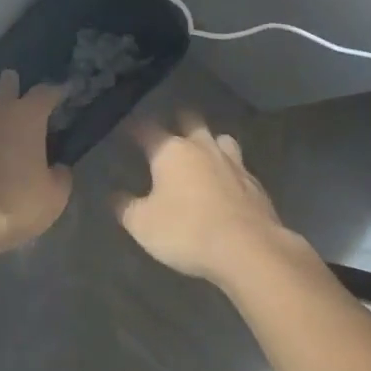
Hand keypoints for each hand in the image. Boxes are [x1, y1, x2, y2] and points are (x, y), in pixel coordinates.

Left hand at [0, 71, 70, 252]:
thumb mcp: (54, 198)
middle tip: (18, 92)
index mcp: (25, 116)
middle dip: (12, 85)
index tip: (63, 94)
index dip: (56, 92)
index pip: (45, 92)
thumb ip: (60, 176)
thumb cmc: (14, 204)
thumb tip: (57, 168)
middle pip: (3, 86)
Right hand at [113, 113, 292, 286]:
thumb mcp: (143, 225)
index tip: (127, 128)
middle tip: (169, 133)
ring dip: (210, 142)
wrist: (249, 249)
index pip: (147, 129)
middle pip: (190, 121)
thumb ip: (126, 207)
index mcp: (171, 151)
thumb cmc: (187, 231)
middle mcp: (202, 148)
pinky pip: (239, 167)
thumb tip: (116, 196)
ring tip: (203, 153)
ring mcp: (233, 163)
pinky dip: (229, 170)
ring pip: (220, 139)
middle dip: (178, 122)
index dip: (135, 127)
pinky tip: (226, 184)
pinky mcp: (255, 183)